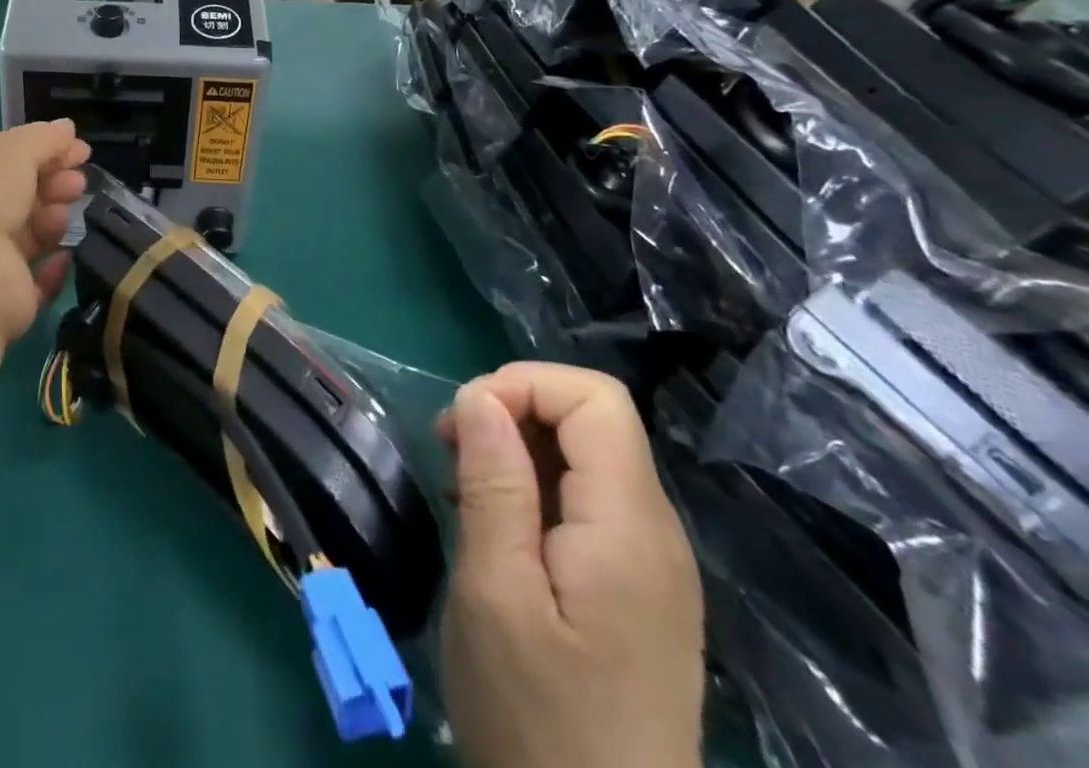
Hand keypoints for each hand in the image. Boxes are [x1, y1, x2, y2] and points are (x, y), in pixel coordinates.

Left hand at [0, 121, 91, 342]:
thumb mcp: (9, 152)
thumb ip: (42, 139)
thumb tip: (67, 128)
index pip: (4, 159)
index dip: (43, 151)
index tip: (79, 150)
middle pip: (21, 194)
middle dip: (53, 183)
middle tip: (76, 182)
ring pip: (31, 233)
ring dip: (54, 218)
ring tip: (63, 214)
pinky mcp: (6, 298)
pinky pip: (39, 279)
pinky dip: (55, 266)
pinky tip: (63, 254)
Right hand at [437, 362, 703, 767]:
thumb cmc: (538, 722)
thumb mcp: (496, 594)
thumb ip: (494, 485)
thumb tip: (479, 396)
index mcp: (630, 528)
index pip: (594, 397)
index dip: (523, 385)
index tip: (464, 424)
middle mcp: (655, 534)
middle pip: (591, 420)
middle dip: (512, 412)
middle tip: (452, 453)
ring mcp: (650, 565)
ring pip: (585, 457)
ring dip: (516, 450)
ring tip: (463, 490)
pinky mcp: (634, 590)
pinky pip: (586, 502)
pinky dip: (533, 489)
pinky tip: (494, 527)